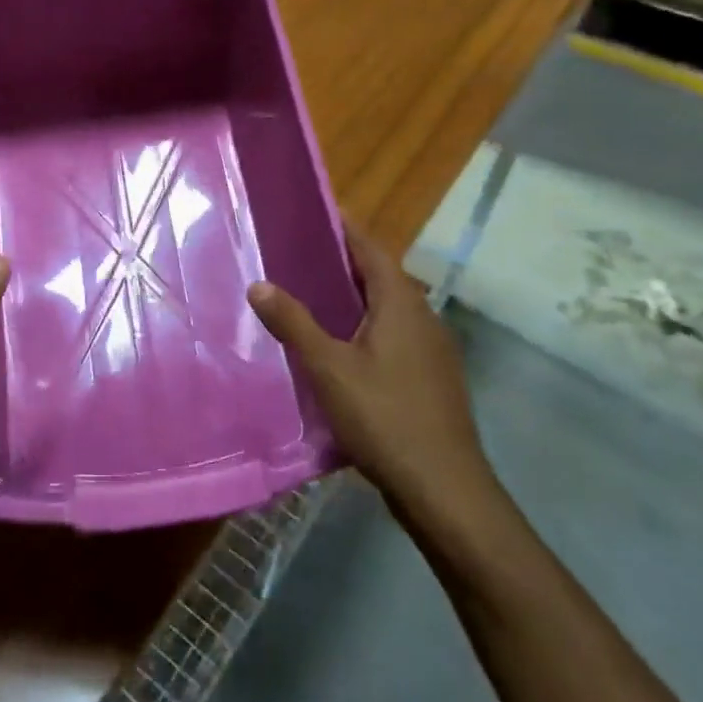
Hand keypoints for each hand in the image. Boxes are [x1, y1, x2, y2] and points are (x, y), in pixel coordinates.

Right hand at [246, 222, 496, 527]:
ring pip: (389, 308)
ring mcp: (432, 349)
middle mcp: (423, 317)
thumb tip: (258, 284)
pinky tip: (342, 346)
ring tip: (315, 294)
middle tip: (303, 253)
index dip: (346, 229)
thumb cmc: (384, 417)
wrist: (444, 488)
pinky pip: (395, 334)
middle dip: (346, 261)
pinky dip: (367, 326)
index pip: (371, 250)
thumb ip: (293, 323)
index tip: (318, 212)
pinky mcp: (432, 377)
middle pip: (382, 276)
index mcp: (401, 304)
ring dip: (357, 296)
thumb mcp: (328, 368)